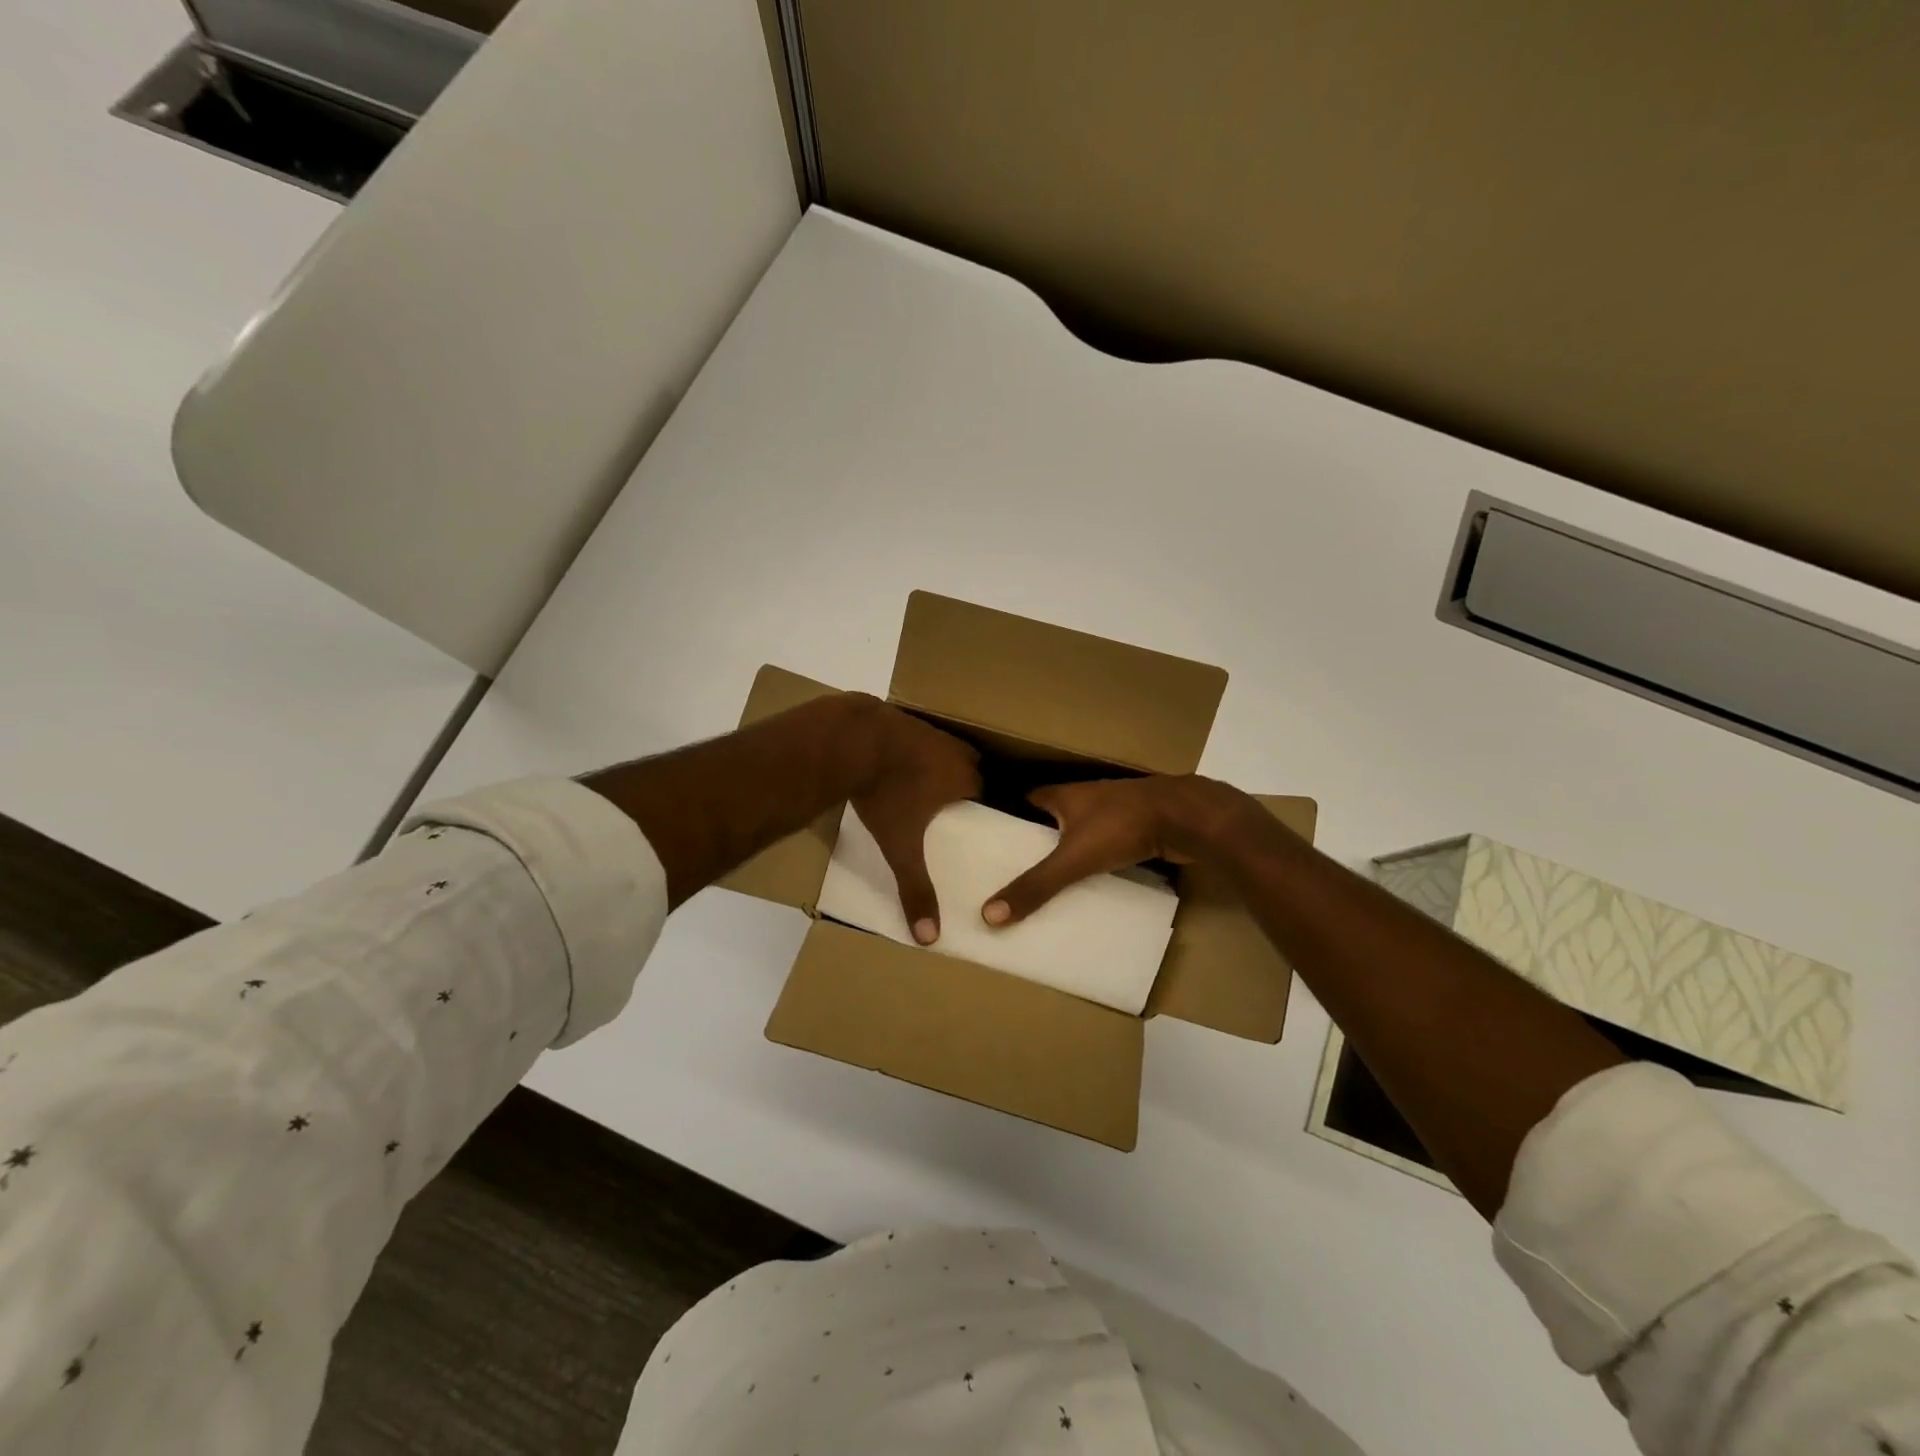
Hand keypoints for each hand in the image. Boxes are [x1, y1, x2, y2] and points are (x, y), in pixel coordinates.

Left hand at [847, 699, 981, 943]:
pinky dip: (914, 745)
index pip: (988, 789)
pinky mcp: (901, 717)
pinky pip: (919, 733)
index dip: (986, 801)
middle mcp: (952, 750)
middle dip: (968, 778)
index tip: (982, 813)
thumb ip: (915, 888)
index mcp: (961, 778)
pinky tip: (897, 756)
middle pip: (972, 763)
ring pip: (946, 745)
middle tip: (958, 797)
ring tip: (929, 778)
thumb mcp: (899, 845)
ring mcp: (927, 729)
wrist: (851, 738)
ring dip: (941, 759)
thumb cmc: (884, 792)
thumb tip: (929, 937)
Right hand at [981, 774, 1257, 925]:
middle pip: (1055, 816)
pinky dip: (1099, 857)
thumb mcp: (1073, 858)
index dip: (1011, 816)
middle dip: (1039, 838)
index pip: (1028, 799)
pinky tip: (1093, 879)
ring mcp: (1116, 811)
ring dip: (1070, 848)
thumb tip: (988, 914)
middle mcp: (1088, 797)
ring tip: (1050, 878)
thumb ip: (1036, 886)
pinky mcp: (1139, 827)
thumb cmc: (1122, 826)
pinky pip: (1109, 842)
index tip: (994, 839)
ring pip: (1083, 829)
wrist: (1187, 818)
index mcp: (1066, 795)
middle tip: (1018, 866)